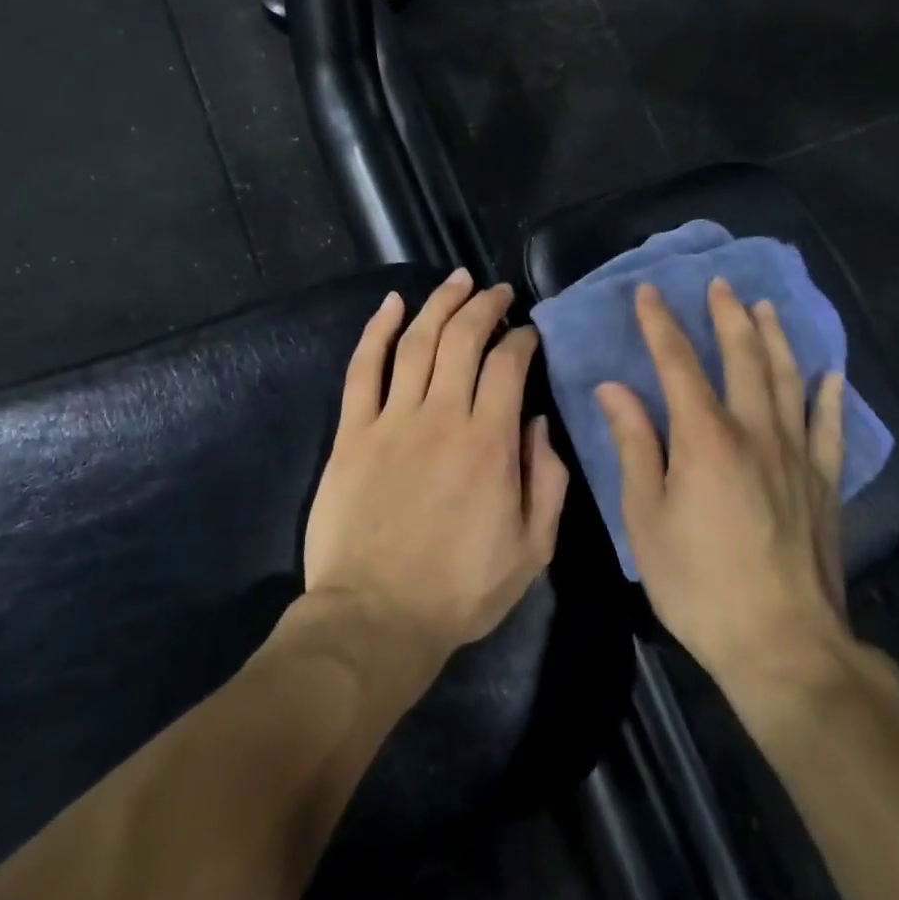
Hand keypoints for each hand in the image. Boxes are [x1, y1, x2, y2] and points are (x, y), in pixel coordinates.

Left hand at [304, 270, 569, 663]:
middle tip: (497, 292)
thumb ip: (546, 478)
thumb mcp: (533, 548)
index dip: (521, 339)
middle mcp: (442, 417)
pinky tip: (392, 304)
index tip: (527, 334)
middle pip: (463, 339)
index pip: (508, 365)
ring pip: (416, 341)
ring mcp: (391, 421)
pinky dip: (376, 330)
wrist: (376, 619)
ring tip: (457, 280)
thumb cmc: (460, 589)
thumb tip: (536, 420)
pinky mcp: (352, 433)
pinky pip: (363, 369)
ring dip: (439, 304)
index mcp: (489, 443)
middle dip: (484, 306)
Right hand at [595, 279, 849, 686]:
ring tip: (765, 308)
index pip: (677, 362)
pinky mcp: (825, 482)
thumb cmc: (699, 583)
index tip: (649, 292)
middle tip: (719, 285)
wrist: (783, 643)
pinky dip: (828, 395)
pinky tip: (829, 374)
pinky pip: (829, 426)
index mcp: (704, 436)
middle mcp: (754, 430)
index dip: (660, 323)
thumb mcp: (646, 518)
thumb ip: (634, 445)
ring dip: (774, 338)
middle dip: (727, 316)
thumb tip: (613, 388)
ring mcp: (797, 454)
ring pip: (787, 378)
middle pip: (743, 356)